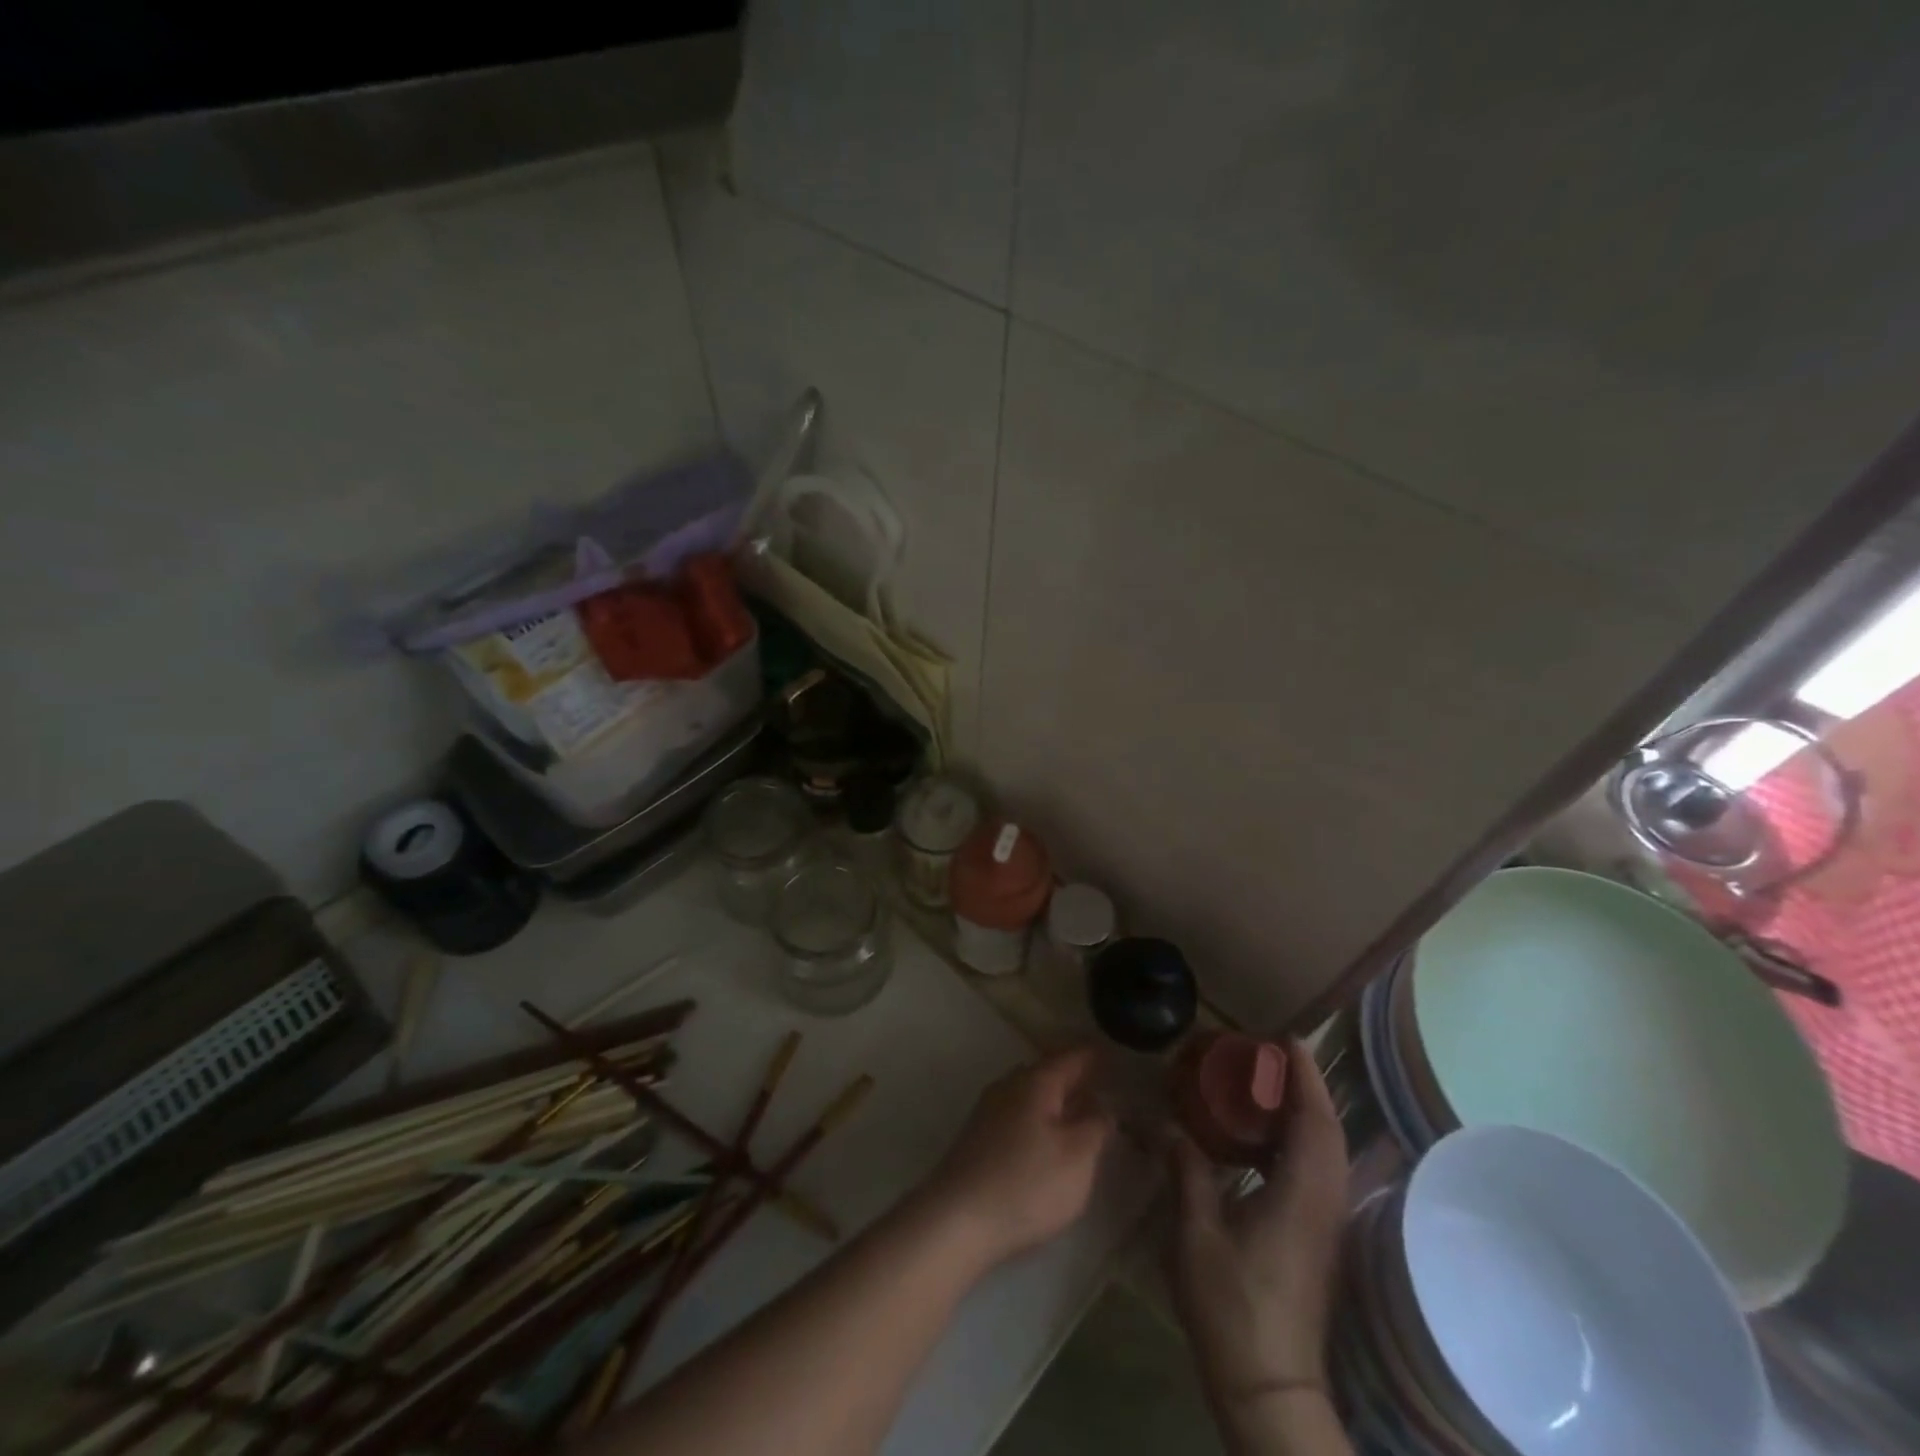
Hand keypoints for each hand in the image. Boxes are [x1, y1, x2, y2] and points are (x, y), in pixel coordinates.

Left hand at [917, 1048, 1114, 1269]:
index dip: (1093, 1054)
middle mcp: (1008, 1085)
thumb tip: (1101, 1105)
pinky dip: (1038, 1117)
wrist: (957, 1219)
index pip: (1070, 1057)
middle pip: (1047, 1071)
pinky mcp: (978, 1137)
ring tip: (1078, 1110)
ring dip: (1054, 1098)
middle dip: (1073, 1076)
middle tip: (1100, 1081)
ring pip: (1029, 1093)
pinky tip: (1046, 1137)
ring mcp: (988, 1110)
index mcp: (1035, 1081)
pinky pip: (1017, 1113)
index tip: (1112, 1052)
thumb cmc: (1027, 1183)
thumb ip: (1095, 1126)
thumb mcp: (1077, 1157)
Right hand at [1167, 1039, 1348, 1403]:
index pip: (1314, 1121)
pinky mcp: (1317, 1241)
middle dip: (1308, 1087)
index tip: (1288, 1040)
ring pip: (1329, 1154)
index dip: (1305, 1077)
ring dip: (1307, 1114)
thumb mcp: (1196, 1234)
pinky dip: (1299, 1142)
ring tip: (1269, 1088)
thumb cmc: (1232, 1307)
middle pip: (1329, 1132)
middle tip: (1274, 1057)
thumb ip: (1187, 1172)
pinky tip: (1264, 1144)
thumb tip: (1168, 1127)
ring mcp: (1324, 1225)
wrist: (1270, 1386)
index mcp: (1299, 1195)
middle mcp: (1323, 1204)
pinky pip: (1318, 1172)